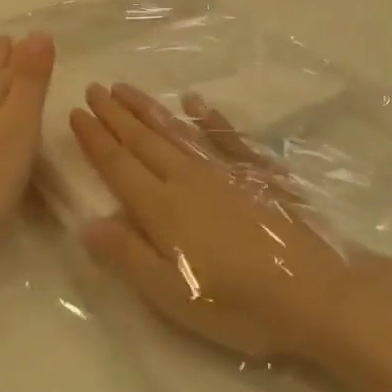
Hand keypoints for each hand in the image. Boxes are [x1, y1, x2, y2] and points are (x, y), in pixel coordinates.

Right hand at [69, 83, 350, 362]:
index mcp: (161, 208)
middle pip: (143, 140)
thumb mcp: (172, 295)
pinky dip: (207, 116)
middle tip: (95, 88)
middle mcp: (187, 177)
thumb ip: (127, 255)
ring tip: (126, 89)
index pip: (117, 165)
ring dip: (149, 108)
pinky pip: (224, 134)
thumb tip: (86, 223)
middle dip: (115, 114)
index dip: (95, 139)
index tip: (75, 112)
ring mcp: (224, 169)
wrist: (316, 290)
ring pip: (176, 130)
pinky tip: (195, 101)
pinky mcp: (256, 171)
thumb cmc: (238, 303)